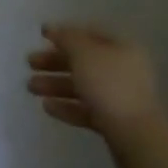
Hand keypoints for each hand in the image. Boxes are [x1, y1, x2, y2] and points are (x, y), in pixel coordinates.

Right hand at [26, 23, 164, 145]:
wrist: (136, 139)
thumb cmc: (109, 86)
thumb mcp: (84, 54)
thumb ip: (67, 38)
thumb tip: (54, 29)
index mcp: (122, 48)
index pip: (90, 33)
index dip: (65, 32)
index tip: (41, 36)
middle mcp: (123, 69)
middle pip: (84, 61)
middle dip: (55, 62)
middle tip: (30, 63)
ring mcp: (120, 98)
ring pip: (83, 86)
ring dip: (56, 85)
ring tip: (31, 88)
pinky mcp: (115, 123)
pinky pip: (86, 109)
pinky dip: (67, 106)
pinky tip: (47, 107)